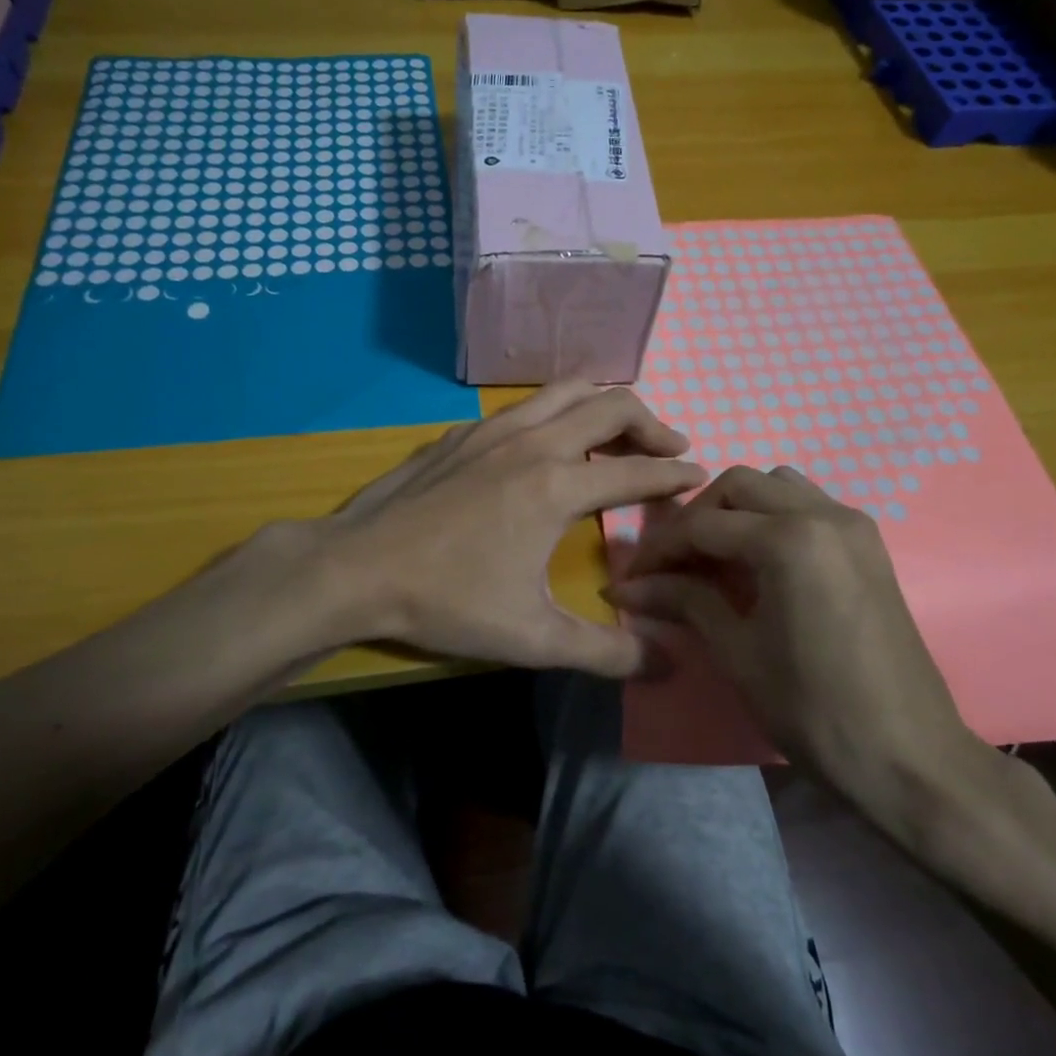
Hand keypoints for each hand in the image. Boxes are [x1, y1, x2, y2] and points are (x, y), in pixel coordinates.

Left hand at [317, 382, 707, 676]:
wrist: (356, 568)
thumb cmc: (446, 601)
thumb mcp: (531, 638)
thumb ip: (604, 652)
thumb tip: (666, 664)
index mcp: (555, 486)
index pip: (636, 470)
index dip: (675, 474)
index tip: (699, 476)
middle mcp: (532, 442)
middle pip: (610, 405)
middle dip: (651, 423)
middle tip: (671, 448)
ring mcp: (492, 430)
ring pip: (565, 391)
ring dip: (604, 406)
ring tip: (621, 433)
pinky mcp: (461, 433)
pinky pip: (526, 405)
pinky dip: (557, 411)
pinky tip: (549, 442)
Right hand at [609, 466, 1000, 846]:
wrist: (909, 758)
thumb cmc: (814, 709)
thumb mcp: (738, 653)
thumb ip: (685, 601)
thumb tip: (627, 587)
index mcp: (789, 539)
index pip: (704, 525)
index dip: (660, 549)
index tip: (632, 576)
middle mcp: (823, 513)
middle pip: (739, 485)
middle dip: (697, 517)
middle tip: (672, 563)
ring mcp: (853, 525)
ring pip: (778, 486)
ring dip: (738, 509)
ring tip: (715, 556)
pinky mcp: (869, 544)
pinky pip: (809, 505)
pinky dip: (773, 517)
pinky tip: (759, 561)